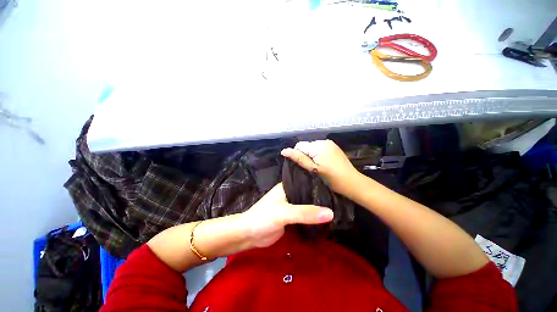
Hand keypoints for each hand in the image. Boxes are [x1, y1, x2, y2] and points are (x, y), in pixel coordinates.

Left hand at [241, 183, 333, 247]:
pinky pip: (306, 216)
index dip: (320, 183)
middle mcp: (290, 194)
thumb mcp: (285, 213)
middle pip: (309, 194)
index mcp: (288, 186)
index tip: (336, 186)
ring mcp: (291, 206)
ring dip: (319, 208)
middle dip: (321, 197)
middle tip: (340, 198)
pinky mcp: (292, 217)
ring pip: (308, 205)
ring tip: (338, 207)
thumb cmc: (264, 218)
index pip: (307, 181)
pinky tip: (327, 218)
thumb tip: (331, 213)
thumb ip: (306, 213)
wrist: (250, 235)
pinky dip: (314, 217)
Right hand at [281, 140, 358, 196]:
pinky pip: (320, 149)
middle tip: (311, 168)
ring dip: (311, 155)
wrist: (352, 182)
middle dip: (305, 155)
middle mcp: (324, 141)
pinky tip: (323, 164)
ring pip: (312, 147)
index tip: (304, 166)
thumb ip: (298, 158)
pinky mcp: (334, 147)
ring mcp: (330, 144)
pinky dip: (318, 155)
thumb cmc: (331, 178)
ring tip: (317, 167)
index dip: (298, 155)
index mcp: (318, 145)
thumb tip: (284, 151)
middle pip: (306, 146)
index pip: (299, 145)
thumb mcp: (313, 169)